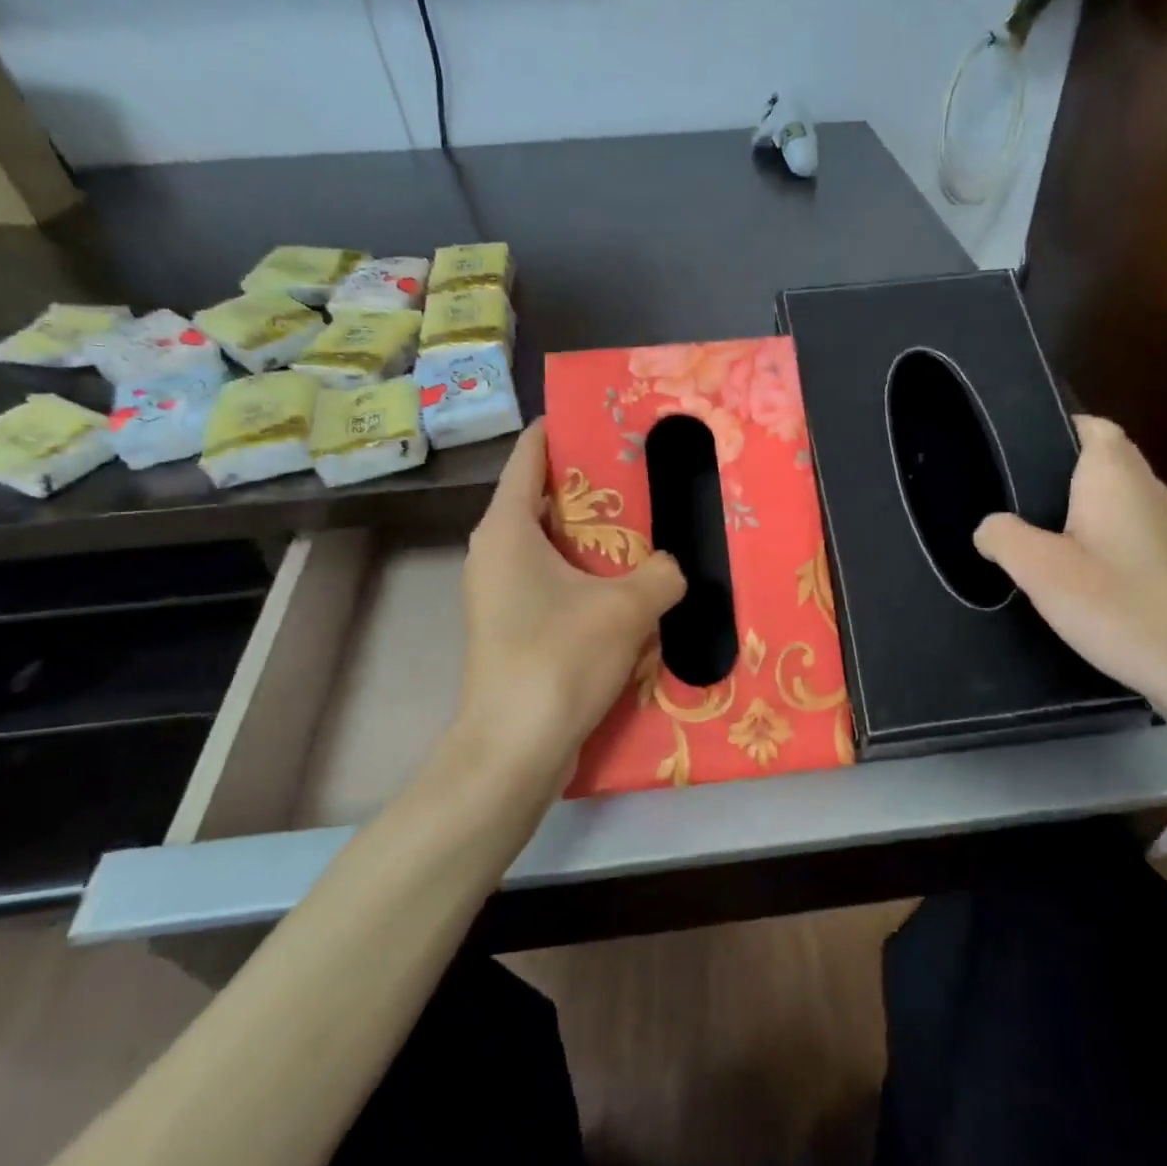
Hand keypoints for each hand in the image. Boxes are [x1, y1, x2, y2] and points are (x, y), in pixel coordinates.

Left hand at [447, 421, 685, 806]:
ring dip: (592, 538)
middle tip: (641, 476)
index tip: (600, 417)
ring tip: (643, 528)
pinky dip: (584, 576)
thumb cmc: (560, 657)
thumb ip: (661, 574)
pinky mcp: (510, 629)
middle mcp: (494, 553)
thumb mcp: (627, 607)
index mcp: (507, 528)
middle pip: (542, 500)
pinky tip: (626, 588)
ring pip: (549, 546)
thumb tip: (672, 567)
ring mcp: (498, 594)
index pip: (528, 457)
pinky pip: (551, 583)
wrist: (514, 748)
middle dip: (590, 487)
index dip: (560, 430)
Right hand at [973, 415, 1166, 723]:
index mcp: (1117, 479)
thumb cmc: (1119, 607)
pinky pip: (1139, 540)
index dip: (1060, 428)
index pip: (1094, 427)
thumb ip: (1004, 538)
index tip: (1021, 451)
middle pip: (1109, 464)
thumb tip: (988, 527)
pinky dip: (1111, 547)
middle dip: (1066, 475)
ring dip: (1089, 514)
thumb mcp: (1040, 571)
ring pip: (1124, 504)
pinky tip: (1090, 583)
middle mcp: (1153, 494)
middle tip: (1019, 501)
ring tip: (1046, 542)